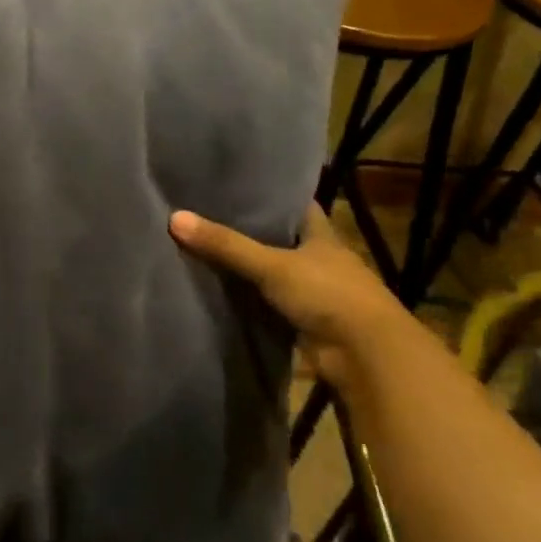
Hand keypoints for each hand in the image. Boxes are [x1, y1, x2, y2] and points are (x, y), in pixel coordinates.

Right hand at [169, 202, 407, 381]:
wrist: (366, 356)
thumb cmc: (327, 294)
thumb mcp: (271, 265)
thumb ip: (225, 244)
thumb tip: (174, 218)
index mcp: (322, 236)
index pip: (297, 206)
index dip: (271, 195)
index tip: (238, 185)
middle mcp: (320, 260)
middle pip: (282, 239)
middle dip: (253, 232)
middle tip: (208, 216)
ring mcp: (316, 293)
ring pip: (276, 273)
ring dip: (251, 269)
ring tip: (206, 250)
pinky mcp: (306, 322)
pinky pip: (271, 304)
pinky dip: (252, 300)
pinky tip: (222, 292)